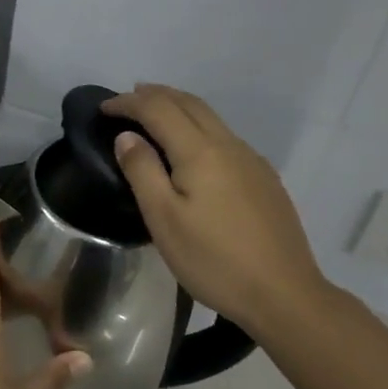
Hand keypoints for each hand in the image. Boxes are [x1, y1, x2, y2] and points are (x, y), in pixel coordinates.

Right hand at [102, 84, 330, 335]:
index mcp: (200, 151)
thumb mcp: (164, 219)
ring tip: (155, 115)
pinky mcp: (265, 179)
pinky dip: (199, 126)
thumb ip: (143, 171)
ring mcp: (252, 161)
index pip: (158, 109)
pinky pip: (225, 136)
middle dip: (156, 94)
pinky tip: (193, 148)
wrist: (284, 294)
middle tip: (128, 98)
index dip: (128, 103)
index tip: (104, 108)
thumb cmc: (214, 260)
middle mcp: (229, 145)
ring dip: (179, 107)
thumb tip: (127, 136)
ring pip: (211, 118)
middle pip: (189, 103)